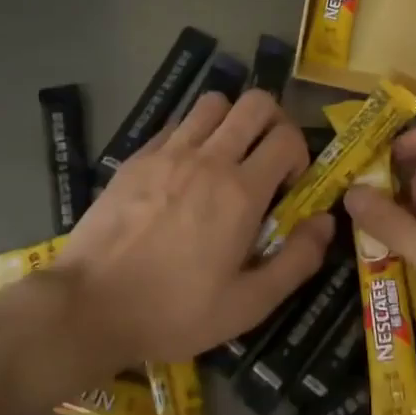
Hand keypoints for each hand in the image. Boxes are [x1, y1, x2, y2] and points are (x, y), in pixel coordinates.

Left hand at [54, 90, 332, 369]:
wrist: (90, 306)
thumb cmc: (175, 311)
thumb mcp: (249, 304)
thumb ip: (297, 260)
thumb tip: (326, 221)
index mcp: (241, 192)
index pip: (287, 137)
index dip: (300, 154)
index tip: (289, 186)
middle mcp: (207, 159)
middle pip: (255, 103)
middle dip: (273, 122)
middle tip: (266, 158)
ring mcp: (166, 153)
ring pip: (213, 103)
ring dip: (231, 121)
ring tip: (226, 158)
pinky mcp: (135, 158)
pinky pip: (175, 124)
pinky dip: (192, 134)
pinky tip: (184, 172)